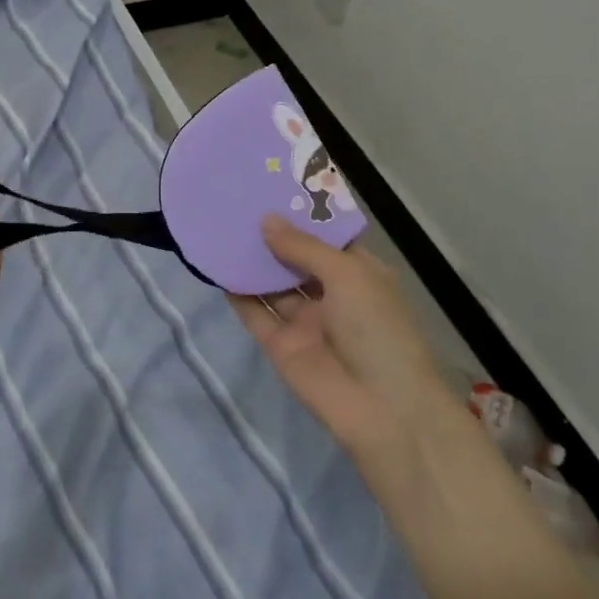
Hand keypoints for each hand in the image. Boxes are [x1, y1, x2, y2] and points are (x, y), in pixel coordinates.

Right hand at [230, 217, 445, 460]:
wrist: (384, 411)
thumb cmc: (378, 330)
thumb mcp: (348, 275)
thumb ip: (303, 247)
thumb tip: (265, 220)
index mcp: (358, 273)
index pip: (326, 238)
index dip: (301, 214)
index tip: (271, 187)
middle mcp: (331, 293)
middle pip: (294, 258)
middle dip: (270, 234)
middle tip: (236, 202)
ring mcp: (304, 320)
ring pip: (271, 283)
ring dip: (250, 260)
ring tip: (220, 226)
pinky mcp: (280, 344)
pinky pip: (255, 312)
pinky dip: (236, 292)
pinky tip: (215, 266)